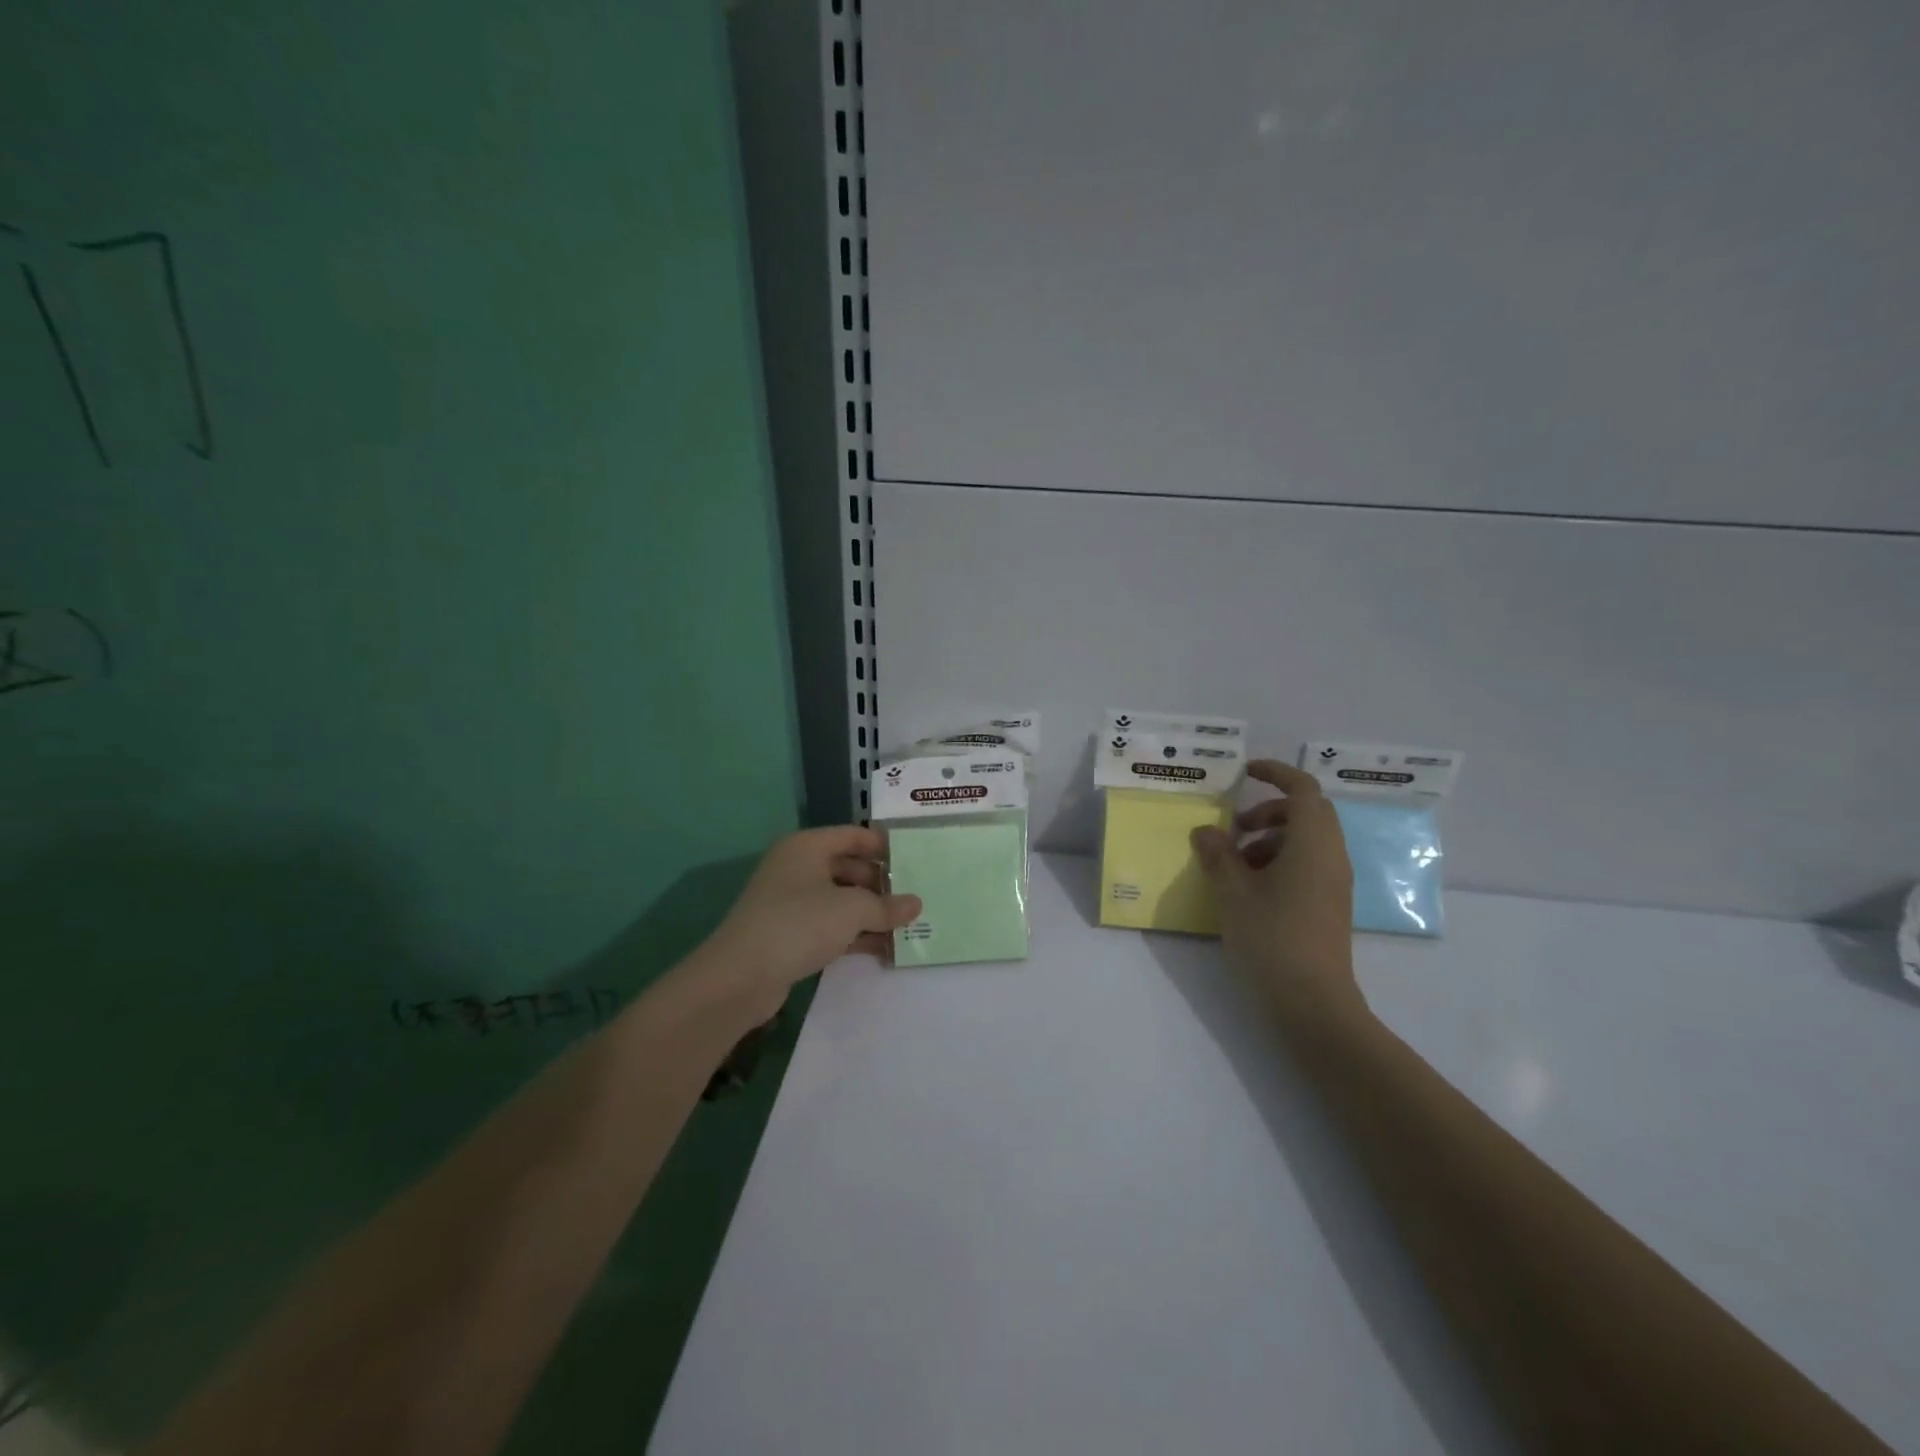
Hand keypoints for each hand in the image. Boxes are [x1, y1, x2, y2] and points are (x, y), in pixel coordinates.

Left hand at [695, 826, 921, 1022]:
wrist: (741, 976)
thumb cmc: (799, 924)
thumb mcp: (852, 910)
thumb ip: (886, 906)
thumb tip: (916, 904)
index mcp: (807, 847)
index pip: (852, 836)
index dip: (883, 846)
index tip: (914, 859)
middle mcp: (797, 867)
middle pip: (848, 868)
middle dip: (880, 885)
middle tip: (914, 899)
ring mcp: (791, 902)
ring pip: (840, 900)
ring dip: (871, 913)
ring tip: (906, 927)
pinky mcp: (789, 934)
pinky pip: (830, 926)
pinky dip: (854, 934)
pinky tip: (883, 948)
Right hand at [1191, 760, 1364, 1027]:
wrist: (1312, 1003)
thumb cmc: (1271, 938)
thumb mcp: (1233, 892)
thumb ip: (1218, 855)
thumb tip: (1206, 831)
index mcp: (1313, 844)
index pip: (1304, 790)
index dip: (1276, 773)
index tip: (1246, 772)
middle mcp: (1331, 857)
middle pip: (1307, 813)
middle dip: (1269, 810)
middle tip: (1235, 827)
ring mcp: (1334, 883)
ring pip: (1306, 840)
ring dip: (1270, 839)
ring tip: (1235, 864)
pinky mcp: (1329, 905)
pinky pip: (1308, 864)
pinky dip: (1279, 861)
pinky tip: (1250, 889)